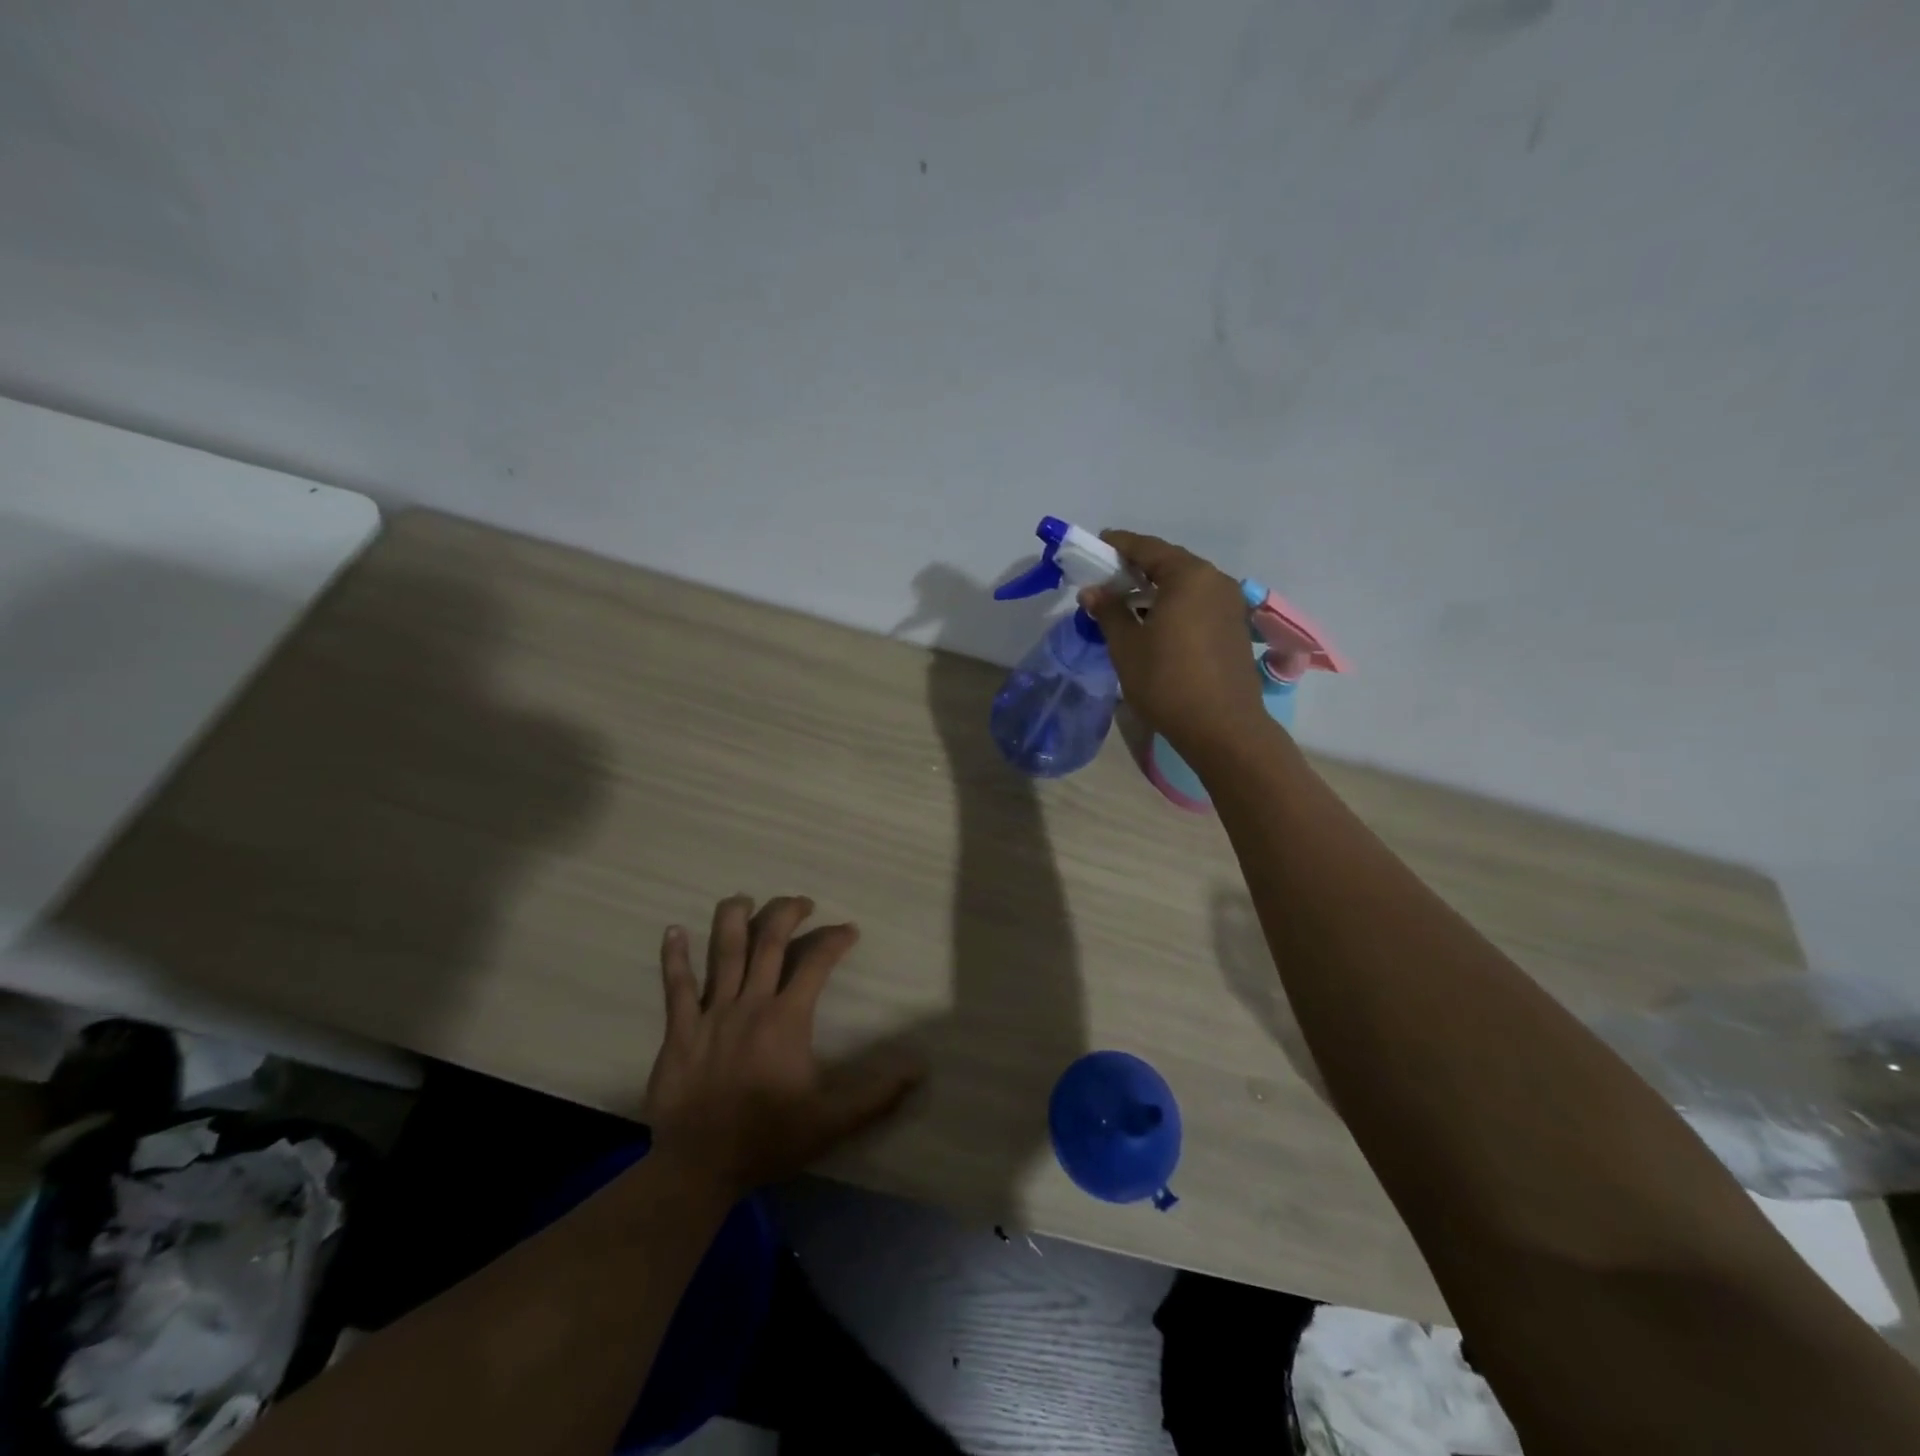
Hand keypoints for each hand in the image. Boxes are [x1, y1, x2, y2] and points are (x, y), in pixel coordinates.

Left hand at [643, 895, 923, 1197]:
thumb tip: (919, 1068)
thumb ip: (877, 1093)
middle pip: (769, 942)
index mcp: (786, 1019)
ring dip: (733, 919)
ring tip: (743, 898)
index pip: (816, 962)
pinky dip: (674, 957)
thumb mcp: (832, 1121)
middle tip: (802, 902)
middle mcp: (750, 1004)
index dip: (835, 939)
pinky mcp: (679, 1030)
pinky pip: (676, 986)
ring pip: (723, 952)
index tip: (849, 930)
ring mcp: (711, 1014)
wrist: (699, 1167)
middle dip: (787, 913)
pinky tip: (672, 930)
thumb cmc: (769, 1138)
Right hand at [1080, 530, 1269, 755]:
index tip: (1096, 545)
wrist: (1222, 727)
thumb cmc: (1167, 681)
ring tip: (1127, 603)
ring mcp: (1230, 604)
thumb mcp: (1127, 646)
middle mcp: (1214, 580)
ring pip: (1186, 584)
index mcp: (1188, 575)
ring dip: (1156, 588)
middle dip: (1137, 567)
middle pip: (1169, 563)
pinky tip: (1156, 623)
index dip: (1118, 544)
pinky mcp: (1235, 628)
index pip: (1146, 547)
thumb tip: (1092, 591)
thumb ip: (1109, 611)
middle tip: (1107, 577)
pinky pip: (1198, 603)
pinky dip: (1174, 604)